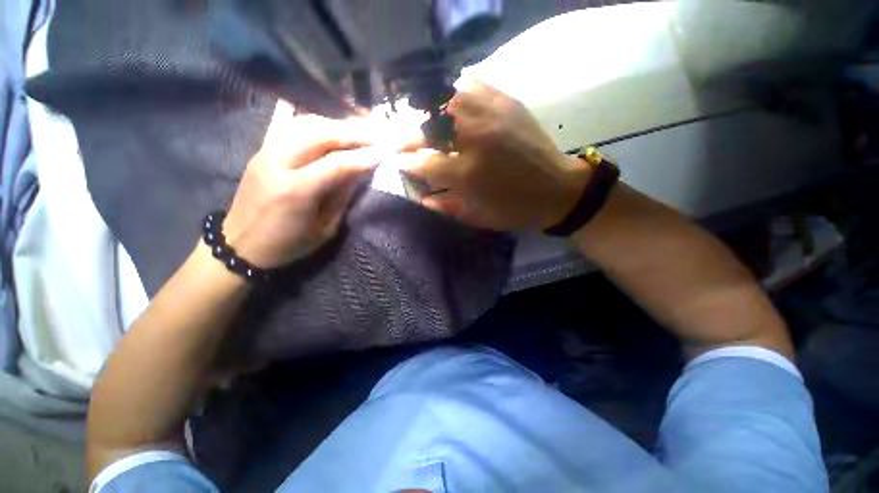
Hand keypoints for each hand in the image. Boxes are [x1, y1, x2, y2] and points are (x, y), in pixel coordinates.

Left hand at [222, 101, 385, 267]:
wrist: (241, 246)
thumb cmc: (288, 244)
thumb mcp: (324, 229)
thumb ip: (342, 197)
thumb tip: (361, 171)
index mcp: (295, 191)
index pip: (337, 163)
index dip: (365, 156)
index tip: (387, 152)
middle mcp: (277, 164)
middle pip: (318, 133)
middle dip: (353, 131)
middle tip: (377, 133)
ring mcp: (265, 153)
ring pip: (303, 123)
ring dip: (335, 123)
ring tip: (359, 129)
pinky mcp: (261, 151)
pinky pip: (288, 126)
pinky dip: (313, 121)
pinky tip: (329, 122)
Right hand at [403, 80, 590, 231]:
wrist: (558, 190)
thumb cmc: (514, 209)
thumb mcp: (477, 217)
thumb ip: (445, 206)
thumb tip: (421, 197)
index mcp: (467, 174)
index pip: (423, 162)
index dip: (407, 162)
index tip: (399, 161)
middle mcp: (475, 139)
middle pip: (430, 128)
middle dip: (412, 136)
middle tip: (408, 142)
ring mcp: (492, 115)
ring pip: (446, 101)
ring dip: (431, 113)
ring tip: (428, 124)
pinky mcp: (507, 103)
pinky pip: (473, 85)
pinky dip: (457, 93)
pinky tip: (453, 105)